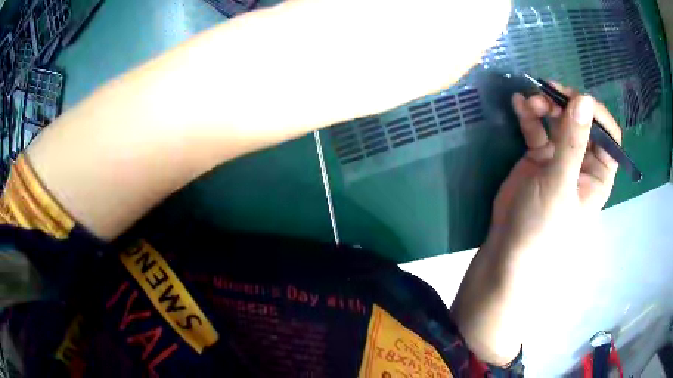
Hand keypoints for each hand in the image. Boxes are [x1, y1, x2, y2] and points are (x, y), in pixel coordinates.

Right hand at [492, 84, 620, 267]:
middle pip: (582, 122)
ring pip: (559, 121)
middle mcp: (583, 162)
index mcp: (598, 174)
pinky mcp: (540, 155)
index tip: (578, 99)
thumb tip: (585, 99)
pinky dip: (529, 114)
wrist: (508, 247)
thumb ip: (573, 142)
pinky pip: (538, 128)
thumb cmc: (541, 226)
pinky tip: (518, 103)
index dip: (597, 115)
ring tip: (528, 101)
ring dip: (545, 105)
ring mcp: (560, 157)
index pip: (608, 137)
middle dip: (565, 104)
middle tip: (546, 94)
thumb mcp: (560, 184)